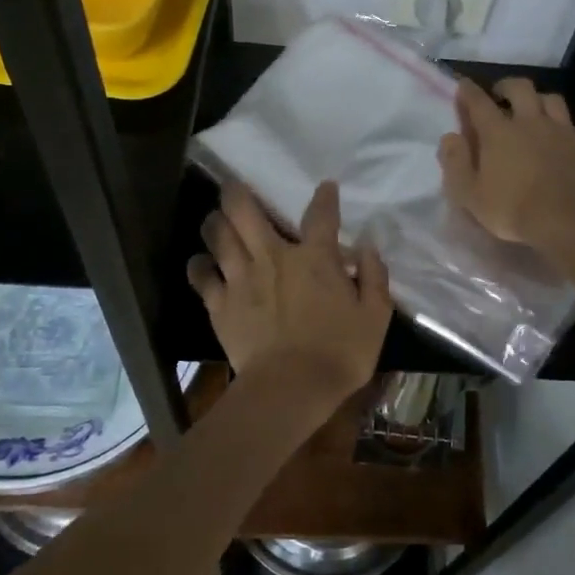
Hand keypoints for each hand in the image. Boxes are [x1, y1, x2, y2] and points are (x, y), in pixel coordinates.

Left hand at [186, 180, 390, 406]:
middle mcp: (273, 257)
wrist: (290, 388)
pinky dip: (199, 266)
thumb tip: (368, 249)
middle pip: (245, 211)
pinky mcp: (220, 304)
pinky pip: (201, 275)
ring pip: (218, 235)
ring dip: (215, 222)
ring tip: (216, 219)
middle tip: (234, 186)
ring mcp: (241, 278)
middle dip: (237, 193)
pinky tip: (201, 263)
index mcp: (314, 258)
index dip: (324, 197)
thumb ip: (374, 278)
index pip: (321, 215)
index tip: (325, 187)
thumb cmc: (339, 353)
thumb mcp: (375, 317)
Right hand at [439, 78, 574, 252]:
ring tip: (535, 111)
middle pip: (520, 88)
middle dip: (507, 86)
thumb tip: (450, 137)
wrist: (570, 221)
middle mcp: (530, 122)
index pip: (478, 102)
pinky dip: (568, 130)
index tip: (463, 84)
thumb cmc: (513, 210)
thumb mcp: (470, 194)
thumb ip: (456, 163)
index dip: (468, 91)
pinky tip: (565, 141)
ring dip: (540, 100)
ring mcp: (562, 131)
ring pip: (552, 100)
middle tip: (500, 95)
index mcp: (498, 132)